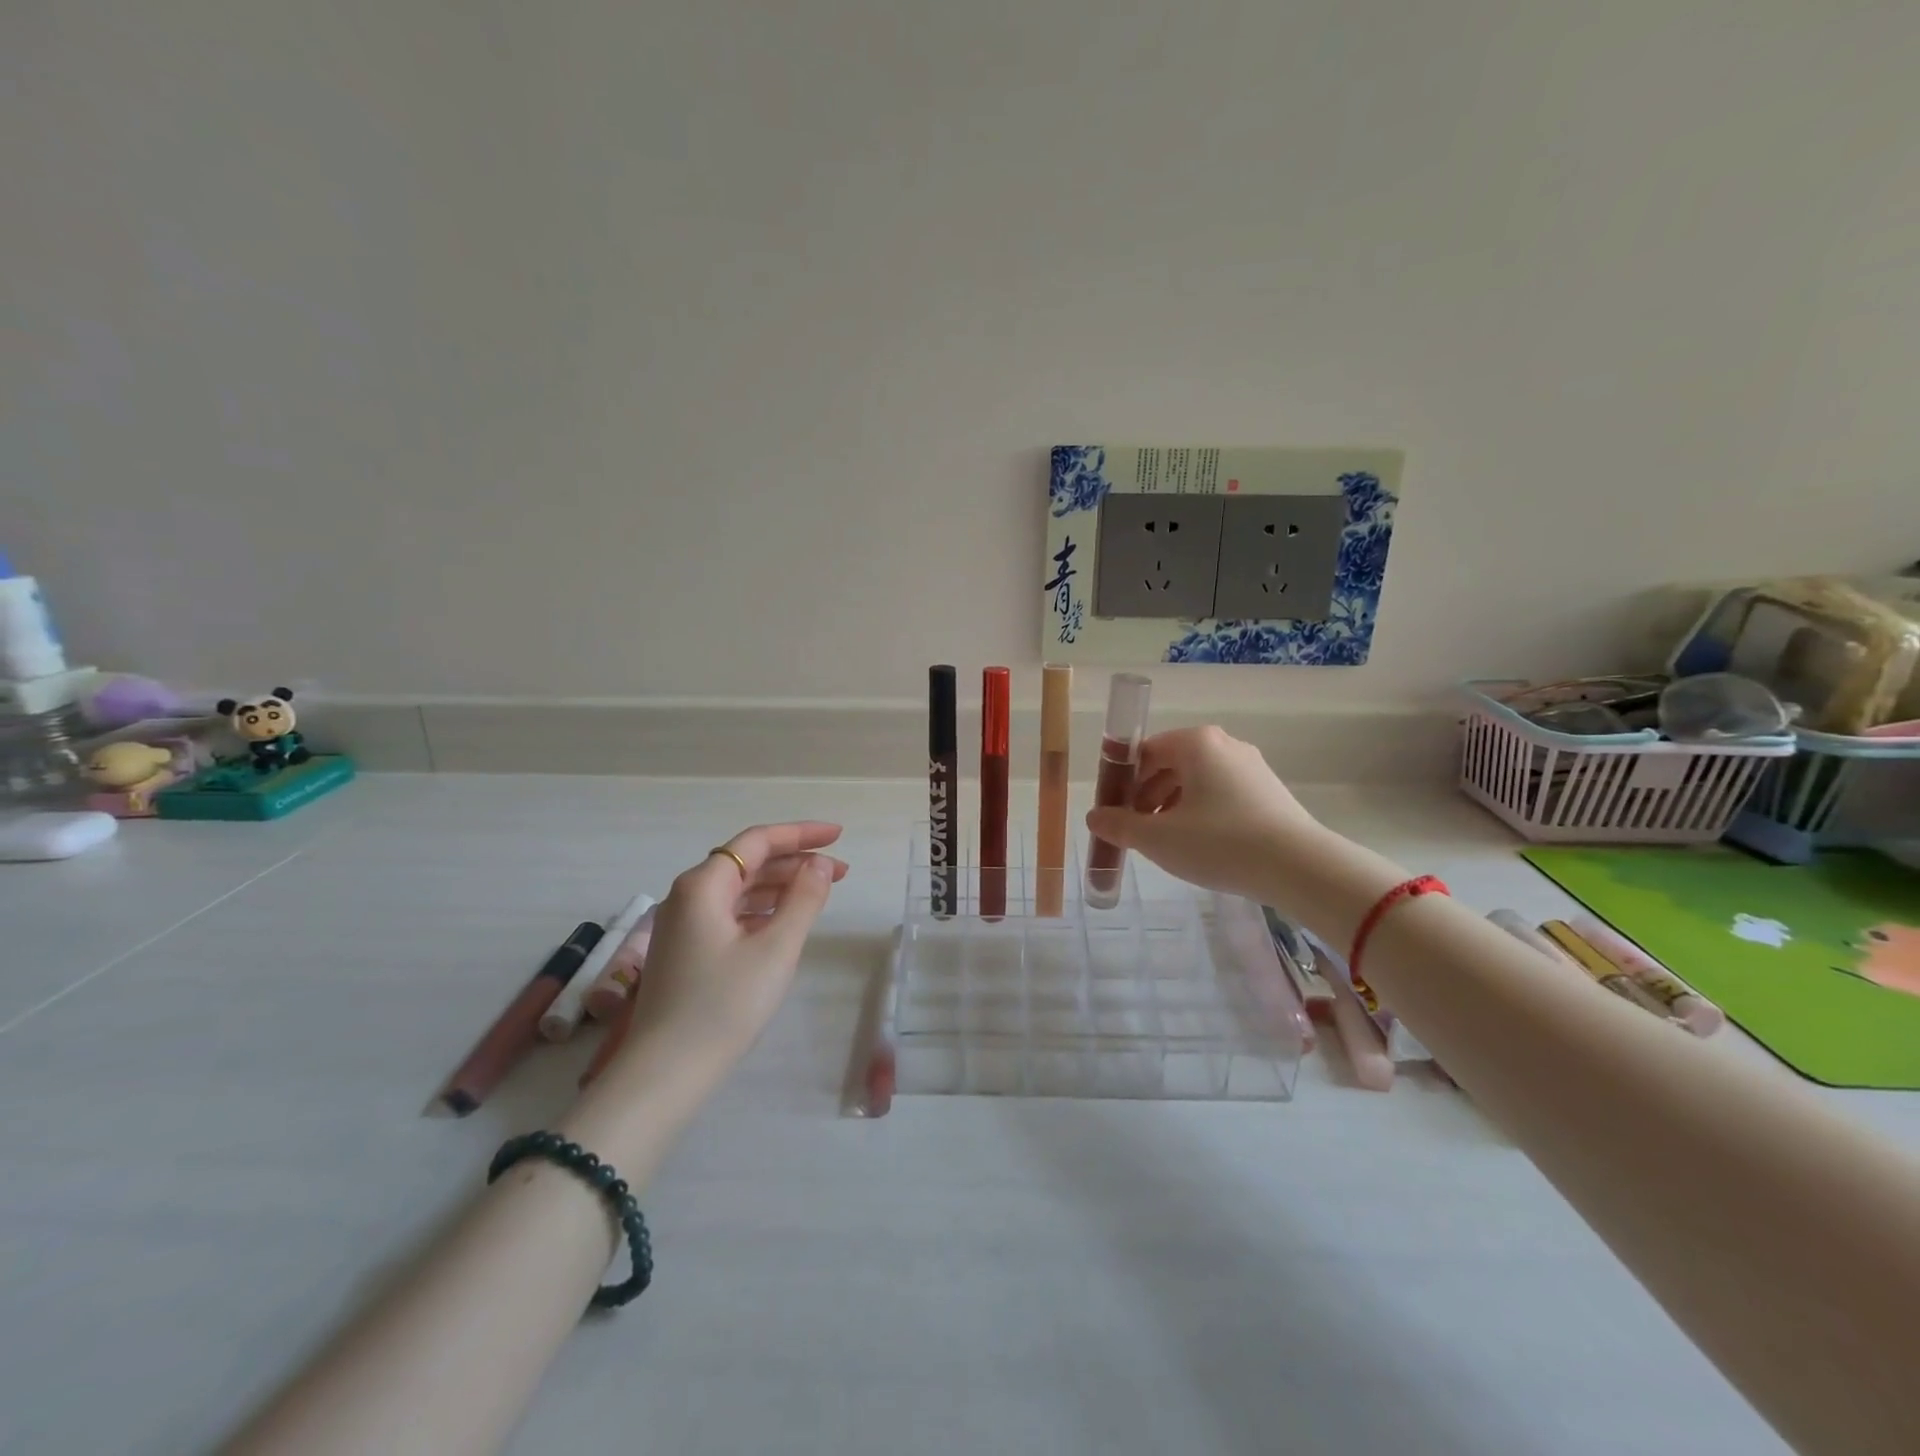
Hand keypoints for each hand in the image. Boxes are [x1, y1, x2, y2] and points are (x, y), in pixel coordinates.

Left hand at [625, 822, 848, 1064]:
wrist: (666, 1073)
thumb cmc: (724, 1005)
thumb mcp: (777, 948)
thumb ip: (804, 898)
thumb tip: (820, 863)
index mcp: (703, 885)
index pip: (757, 841)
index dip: (801, 834)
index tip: (838, 836)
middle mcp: (688, 895)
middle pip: (747, 862)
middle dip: (795, 862)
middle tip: (840, 873)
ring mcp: (683, 924)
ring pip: (739, 889)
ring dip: (781, 886)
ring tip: (821, 893)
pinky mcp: (686, 950)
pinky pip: (730, 913)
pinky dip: (762, 909)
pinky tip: (785, 920)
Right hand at [1085, 726, 1318, 899]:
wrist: (1299, 868)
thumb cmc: (1219, 843)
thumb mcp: (1157, 838)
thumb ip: (1119, 826)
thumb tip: (1094, 818)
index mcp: (1195, 743)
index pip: (1144, 752)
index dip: (1122, 782)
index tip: (1114, 813)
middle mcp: (1225, 745)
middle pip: (1170, 765)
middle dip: (1146, 798)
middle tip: (1137, 832)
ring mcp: (1251, 767)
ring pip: (1197, 782)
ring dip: (1172, 808)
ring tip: (1167, 844)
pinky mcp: (1269, 791)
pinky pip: (1221, 795)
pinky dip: (1201, 814)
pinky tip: (1201, 846)